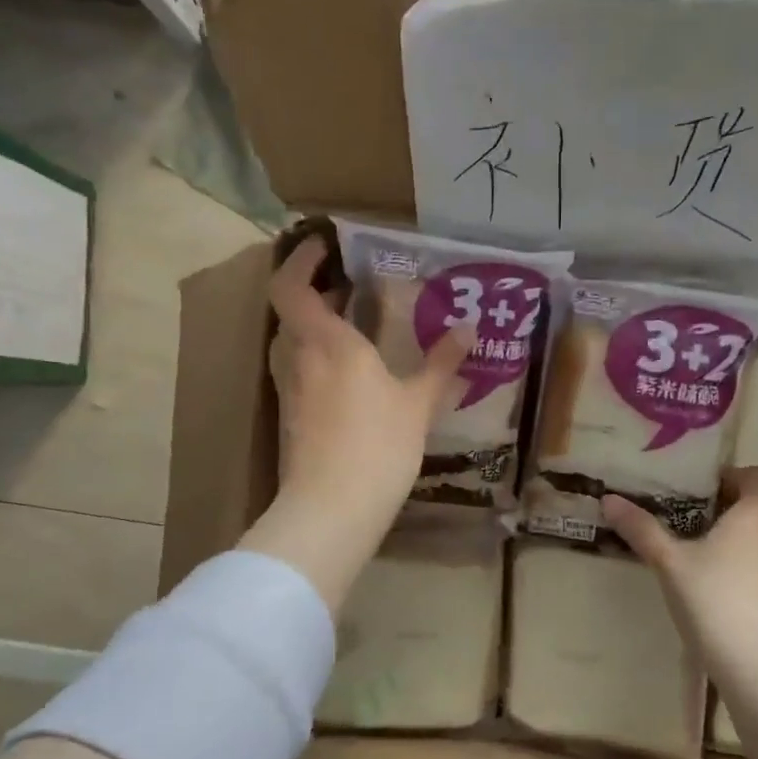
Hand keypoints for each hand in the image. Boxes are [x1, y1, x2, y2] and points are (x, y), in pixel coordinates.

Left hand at [242, 237, 471, 612]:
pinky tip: (349, 381)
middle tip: (352, 290)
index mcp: (327, 342)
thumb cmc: (378, 445)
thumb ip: (441, 364)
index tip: (324, 247)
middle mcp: (299, 359)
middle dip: (317, 296)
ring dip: (315, 331)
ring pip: (293, 346)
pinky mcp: (290, 421)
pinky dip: (318, 363)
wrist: (331, 510)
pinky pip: (299, 375)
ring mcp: (289, 392)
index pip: (290, 286)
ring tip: (353, 332)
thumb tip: (468, 329)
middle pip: (292, 314)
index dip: (300, 261)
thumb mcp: (418, 404)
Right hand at [602, 467, 757, 664]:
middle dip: (742, 503)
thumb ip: (641, 529)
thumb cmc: (715, 600)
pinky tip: (735, 580)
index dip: (730, 479)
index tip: (699, 495)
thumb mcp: (670, 562)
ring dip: (756, 531)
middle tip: (703, 520)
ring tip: (718, 550)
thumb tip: (608, 499)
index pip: (757, 474)